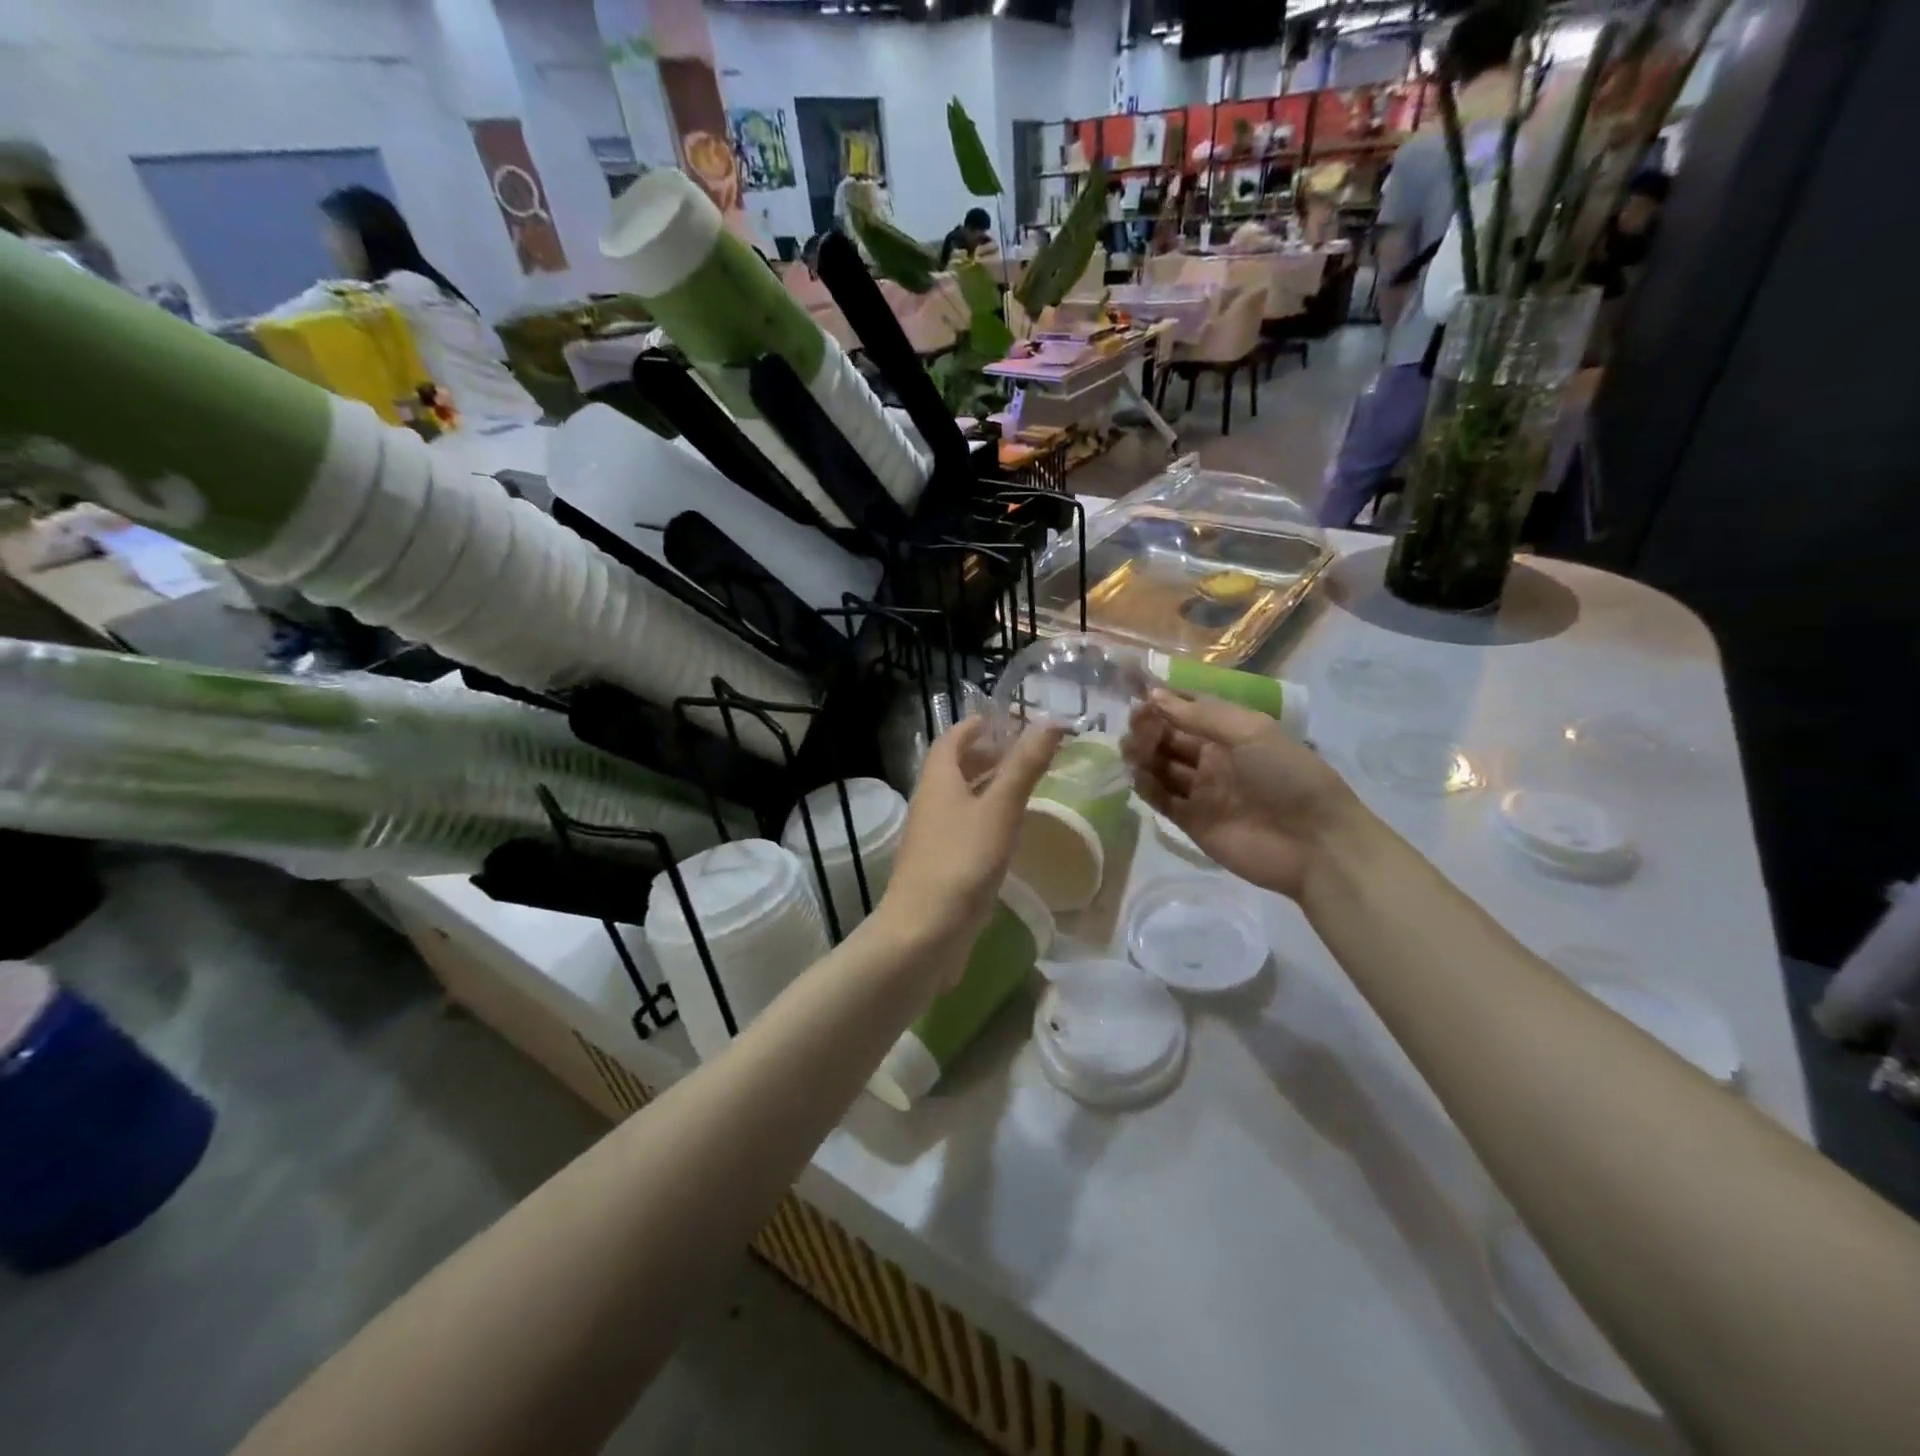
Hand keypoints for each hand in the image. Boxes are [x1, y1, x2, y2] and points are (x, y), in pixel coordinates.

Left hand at [876, 718, 1064, 950]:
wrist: (924, 932)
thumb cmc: (962, 862)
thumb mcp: (999, 809)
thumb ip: (1024, 767)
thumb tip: (1050, 721)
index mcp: (937, 782)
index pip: (950, 741)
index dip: (973, 727)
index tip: (1000, 720)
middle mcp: (929, 804)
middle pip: (952, 769)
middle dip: (983, 756)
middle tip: (1019, 753)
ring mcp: (932, 838)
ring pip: (958, 801)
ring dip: (984, 788)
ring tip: (1020, 788)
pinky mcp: (939, 866)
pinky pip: (962, 830)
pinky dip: (983, 819)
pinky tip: (1006, 833)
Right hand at [1124, 689, 1365, 902]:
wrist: (1314, 844)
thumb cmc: (1288, 777)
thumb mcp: (1251, 732)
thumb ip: (1202, 715)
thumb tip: (1154, 695)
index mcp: (1231, 733)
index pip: (1187, 712)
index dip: (1163, 704)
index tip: (1139, 698)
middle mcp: (1213, 759)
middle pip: (1169, 739)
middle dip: (1149, 729)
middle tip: (1134, 727)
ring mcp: (1201, 791)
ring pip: (1161, 768)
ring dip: (1143, 755)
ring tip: (1130, 750)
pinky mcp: (1192, 822)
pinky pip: (1161, 800)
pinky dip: (1146, 787)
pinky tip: (1137, 776)